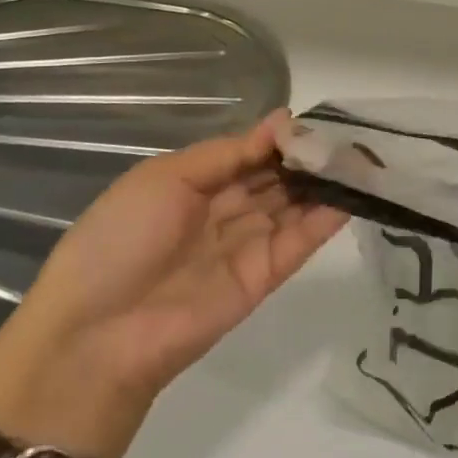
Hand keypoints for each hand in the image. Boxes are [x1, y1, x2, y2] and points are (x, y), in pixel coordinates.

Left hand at [0, 112, 347, 457]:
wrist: (96, 337)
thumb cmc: (119, 241)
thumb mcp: (164, 178)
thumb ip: (228, 153)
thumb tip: (283, 122)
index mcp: (194, 185)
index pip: (250, 153)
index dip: (280, 137)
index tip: (314, 120)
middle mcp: (224, 211)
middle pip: (276, 177)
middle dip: (309, 156)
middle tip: (349, 135)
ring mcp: (247, 244)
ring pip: (294, 204)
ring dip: (325, 182)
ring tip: (362, 156)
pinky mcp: (265, 276)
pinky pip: (300, 240)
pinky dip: (327, 217)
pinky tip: (353, 192)